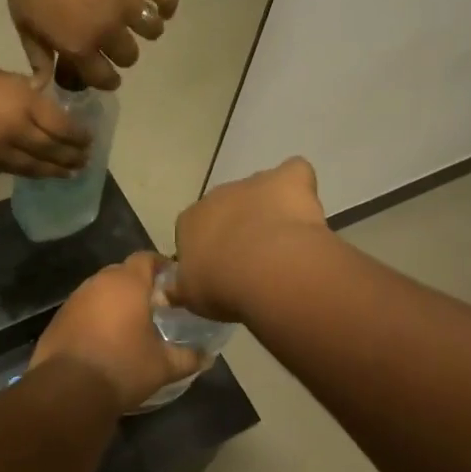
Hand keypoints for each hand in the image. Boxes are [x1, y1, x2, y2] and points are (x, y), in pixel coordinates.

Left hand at [0, 0, 177, 90]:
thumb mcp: (24, 24)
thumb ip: (38, 57)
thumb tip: (43, 87)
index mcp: (79, 46)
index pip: (104, 78)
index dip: (106, 79)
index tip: (107, 73)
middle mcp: (108, 30)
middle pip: (129, 56)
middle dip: (122, 54)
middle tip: (115, 39)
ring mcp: (128, 2)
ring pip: (152, 31)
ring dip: (147, 30)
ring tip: (138, 20)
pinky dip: (167, 5)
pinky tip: (160, 5)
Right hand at [0, 49, 90, 177]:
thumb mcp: (2, 76)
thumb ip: (25, 93)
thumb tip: (41, 100)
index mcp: (24, 105)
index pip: (63, 128)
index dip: (79, 137)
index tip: (89, 140)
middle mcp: (16, 133)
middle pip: (52, 152)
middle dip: (72, 158)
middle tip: (85, 162)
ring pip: (32, 167)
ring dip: (53, 172)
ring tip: (67, 174)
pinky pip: (8, 170)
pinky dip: (25, 171)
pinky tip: (33, 172)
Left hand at [30, 253, 203, 409]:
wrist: (67, 390)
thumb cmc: (122, 367)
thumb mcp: (163, 366)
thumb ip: (188, 357)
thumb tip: (207, 357)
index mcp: (127, 283)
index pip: (146, 258)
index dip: (161, 266)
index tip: (174, 284)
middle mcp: (98, 282)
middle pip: (123, 272)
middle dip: (139, 285)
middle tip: (156, 307)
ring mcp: (75, 299)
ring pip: (101, 290)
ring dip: (116, 302)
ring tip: (131, 325)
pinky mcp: (59, 318)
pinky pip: (84, 308)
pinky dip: (96, 316)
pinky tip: (105, 340)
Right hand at [173, 157, 328, 321]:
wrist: (267, 270)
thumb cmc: (222, 286)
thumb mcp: (191, 297)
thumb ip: (179, 290)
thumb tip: (164, 293)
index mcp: (190, 221)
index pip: (193, 229)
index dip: (209, 248)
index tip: (221, 270)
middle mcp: (218, 195)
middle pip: (227, 207)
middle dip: (239, 226)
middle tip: (255, 260)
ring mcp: (253, 183)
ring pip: (260, 191)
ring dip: (268, 209)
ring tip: (285, 241)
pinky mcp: (288, 178)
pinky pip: (294, 174)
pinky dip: (299, 187)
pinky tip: (305, 211)